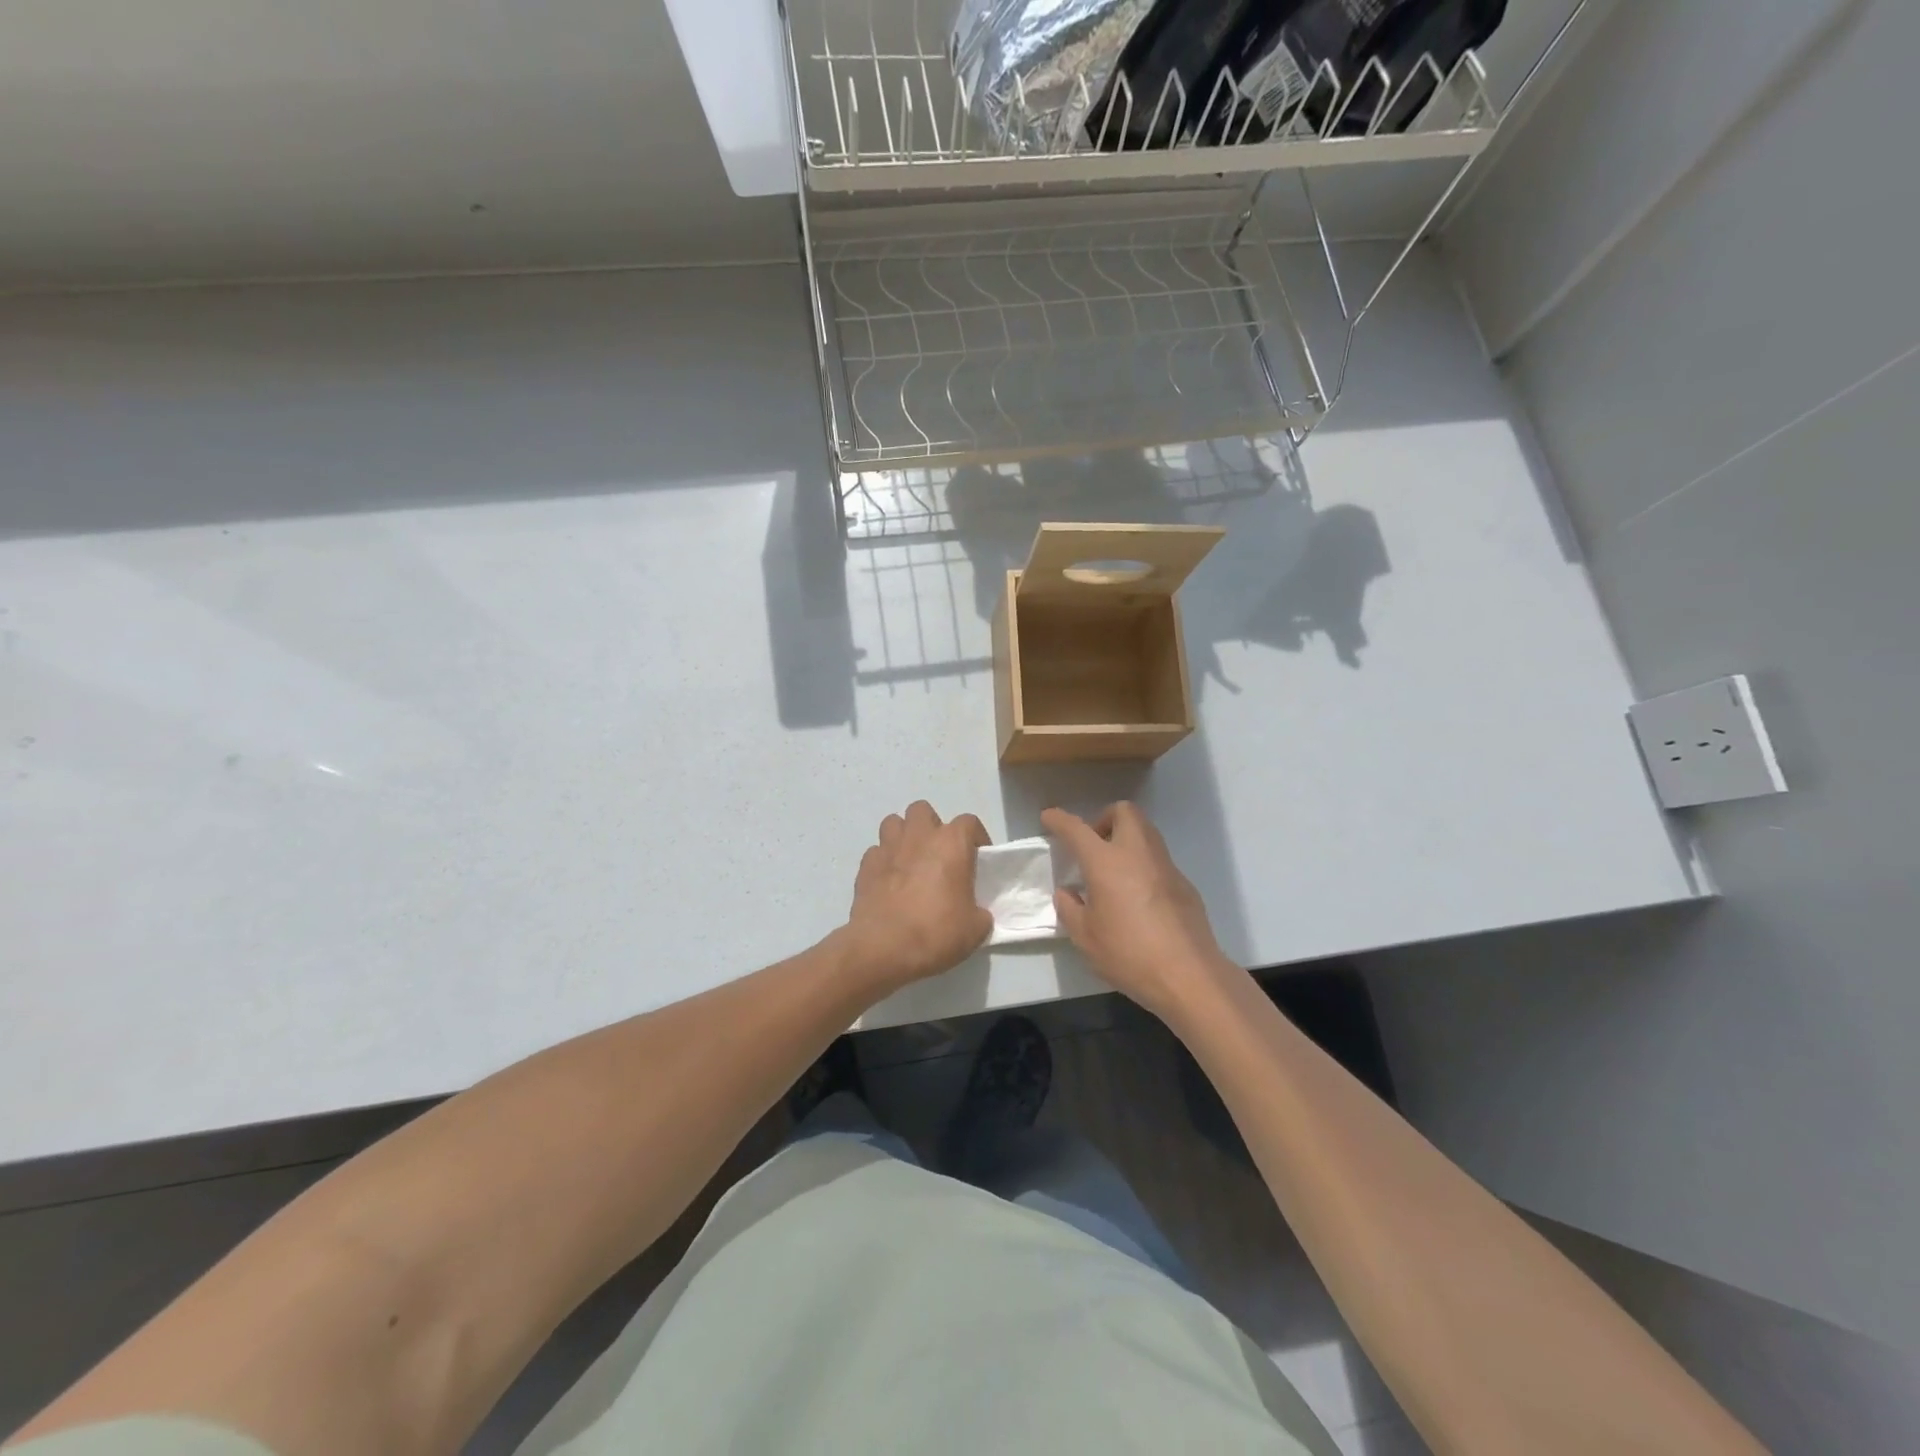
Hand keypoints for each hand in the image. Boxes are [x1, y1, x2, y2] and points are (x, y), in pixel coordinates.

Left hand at [839, 801, 993, 995]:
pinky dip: (884, 861)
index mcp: (951, 844)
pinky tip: (889, 882)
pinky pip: (877, 852)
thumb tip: (976, 912)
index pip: (969, 823)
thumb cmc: (935, 933)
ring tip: (911, 861)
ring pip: (894, 823)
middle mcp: (919, 837)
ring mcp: (888, 848)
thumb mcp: (975, 929)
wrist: (883, 949)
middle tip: (939, 855)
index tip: (978, 859)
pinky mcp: (865, 866)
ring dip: (904, 837)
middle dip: (931, 827)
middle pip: (924, 811)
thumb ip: (980, 912)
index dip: (976, 838)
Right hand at [1043, 802, 1234, 1023]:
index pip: (1077, 829)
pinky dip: (1143, 865)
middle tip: (1093, 846)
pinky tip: (1138, 897)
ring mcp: (1166, 866)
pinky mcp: (1185, 884)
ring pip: (1145, 832)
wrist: (1188, 976)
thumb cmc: (1128, 954)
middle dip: (1104, 819)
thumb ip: (1070, 908)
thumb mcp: (1085, 937)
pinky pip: (1159, 860)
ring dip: (1126, 839)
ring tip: (1113, 872)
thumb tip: (1068, 892)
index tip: (1049, 818)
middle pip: (1124, 812)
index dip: (1060, 820)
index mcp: (1106, 862)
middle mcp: (1138, 853)